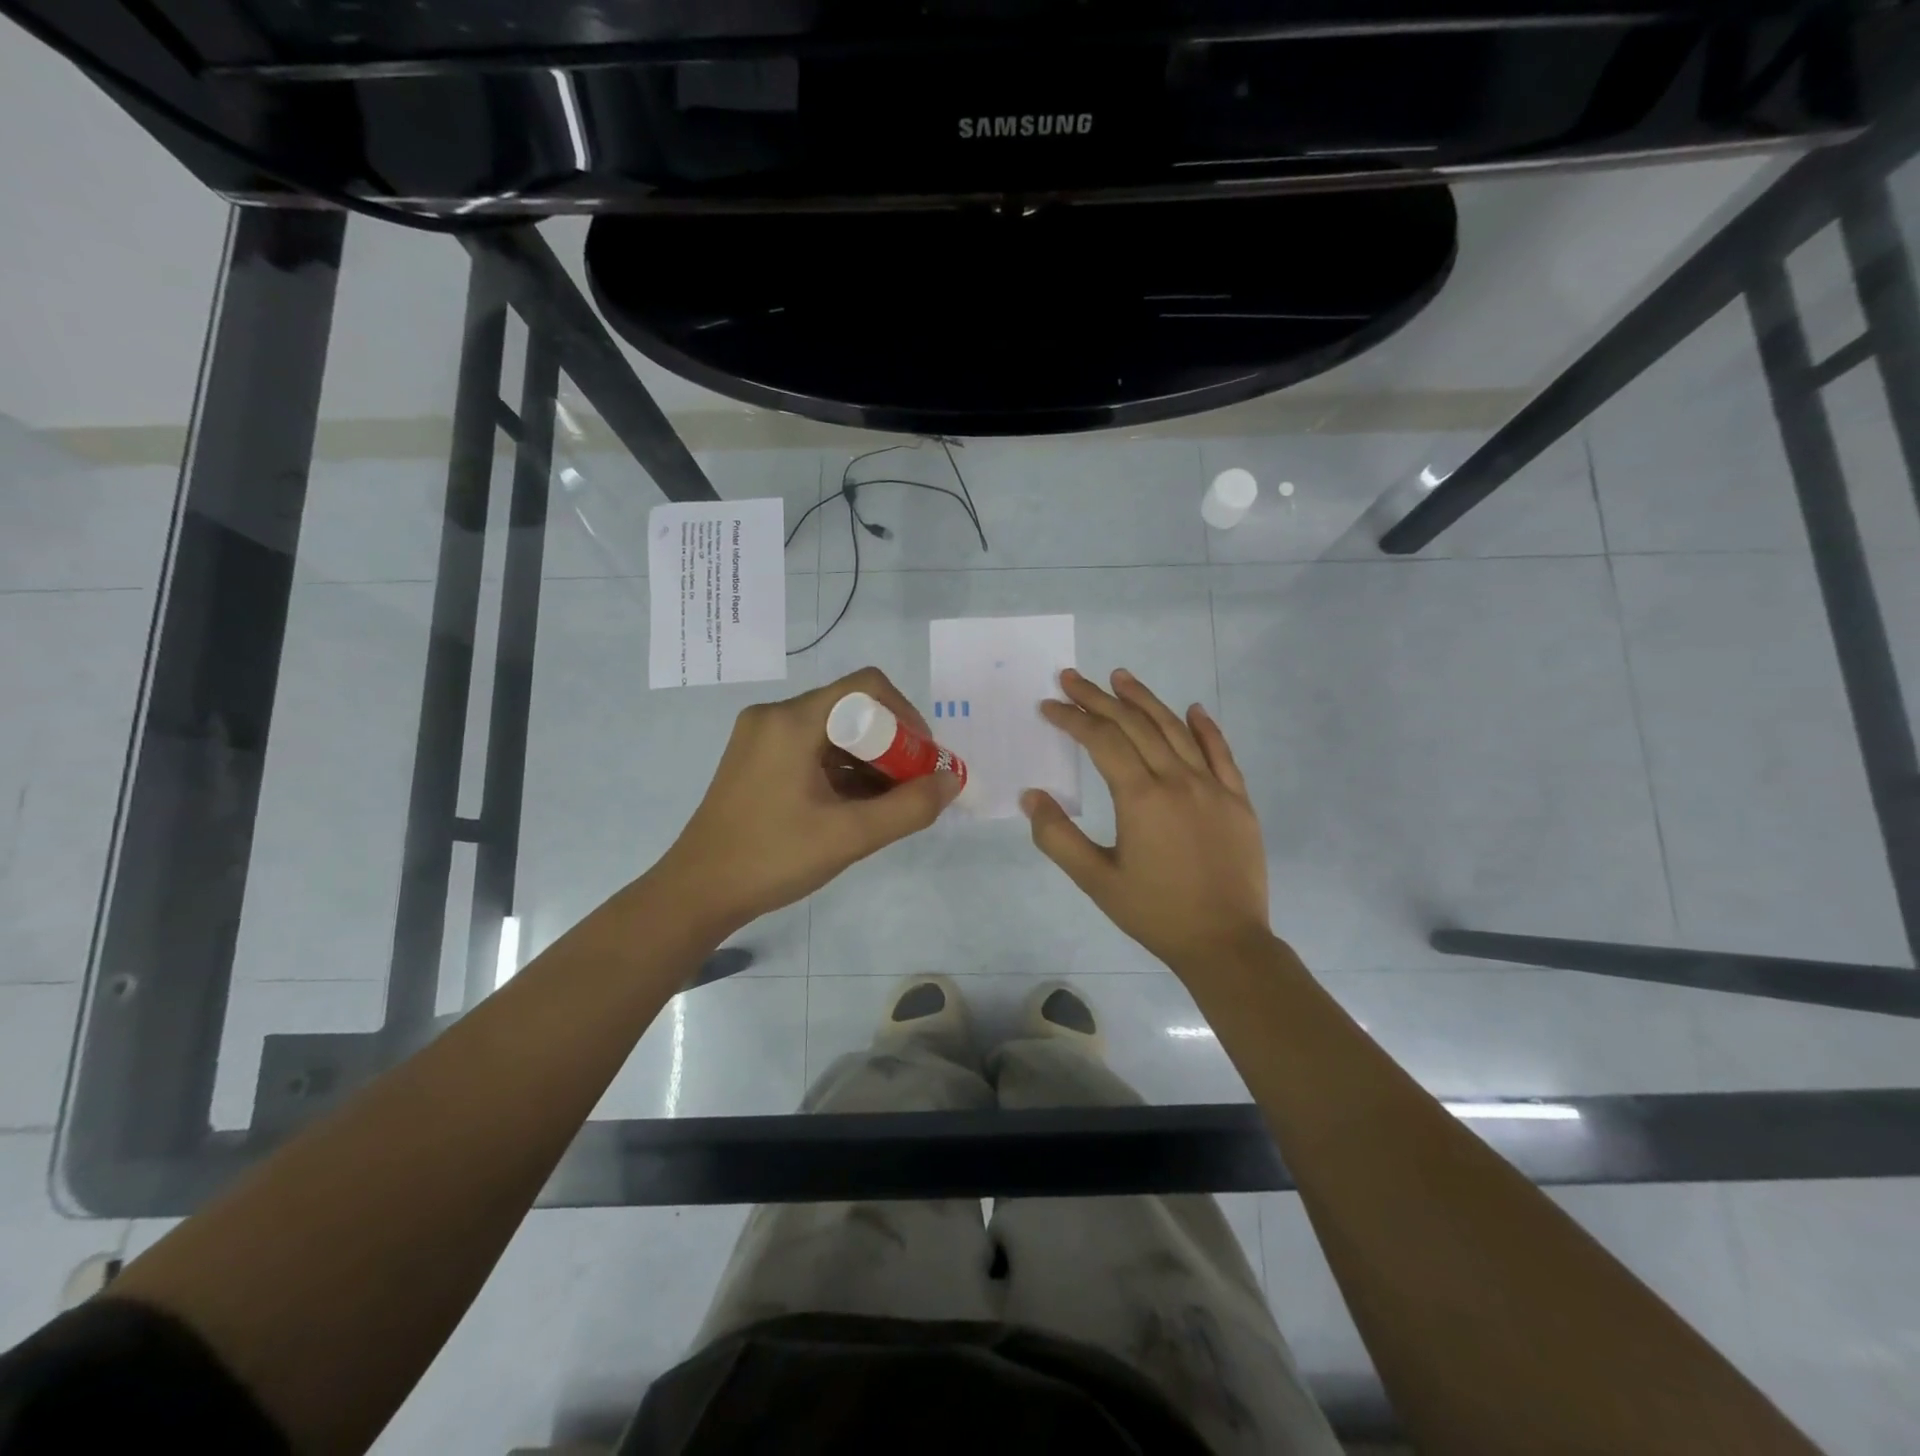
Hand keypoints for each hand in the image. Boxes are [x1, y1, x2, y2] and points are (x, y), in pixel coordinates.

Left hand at [654, 667, 962, 935]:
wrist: (697, 893)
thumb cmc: (772, 859)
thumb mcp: (850, 836)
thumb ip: (910, 807)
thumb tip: (951, 780)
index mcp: (792, 721)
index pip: (866, 687)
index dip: (906, 716)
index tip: (923, 759)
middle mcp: (775, 716)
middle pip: (851, 708)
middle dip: (891, 744)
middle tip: (913, 786)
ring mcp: (762, 737)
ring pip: (834, 731)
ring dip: (869, 760)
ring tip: (890, 803)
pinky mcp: (757, 759)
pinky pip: (813, 749)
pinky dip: (843, 771)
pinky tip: (857, 807)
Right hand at [1023, 668, 1271, 975]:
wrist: (1225, 943)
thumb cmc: (1155, 912)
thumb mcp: (1095, 881)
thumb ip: (1057, 837)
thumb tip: (1030, 796)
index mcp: (1141, 796)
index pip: (1101, 741)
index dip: (1073, 718)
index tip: (1049, 705)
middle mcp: (1177, 779)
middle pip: (1135, 725)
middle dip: (1099, 698)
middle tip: (1073, 678)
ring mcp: (1213, 786)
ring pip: (1175, 729)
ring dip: (1145, 700)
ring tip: (1121, 677)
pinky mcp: (1237, 799)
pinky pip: (1221, 752)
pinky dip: (1205, 727)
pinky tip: (1192, 709)